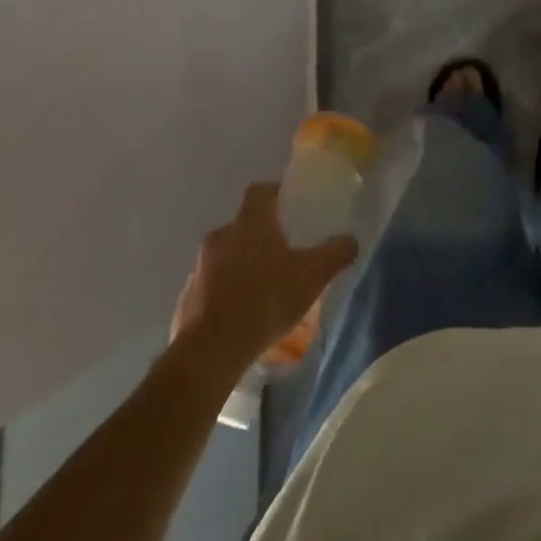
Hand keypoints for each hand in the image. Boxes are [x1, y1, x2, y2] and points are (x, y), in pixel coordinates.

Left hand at [171, 182, 357, 367]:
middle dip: (263, 235)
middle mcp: (222, 235)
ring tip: (265, 288)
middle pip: (244, 224)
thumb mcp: (312, 276)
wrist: (211, 350)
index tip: (291, 206)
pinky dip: (227, 291)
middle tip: (285, 253)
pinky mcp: (188, 297)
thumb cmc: (266, 299)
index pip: (261, 191)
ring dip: (243, 264)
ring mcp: (200, 266)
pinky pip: (212, 284)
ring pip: (227, 254)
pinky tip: (243, 313)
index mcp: (251, 222)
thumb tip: (351, 240)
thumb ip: (335, 254)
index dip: (276, 194)